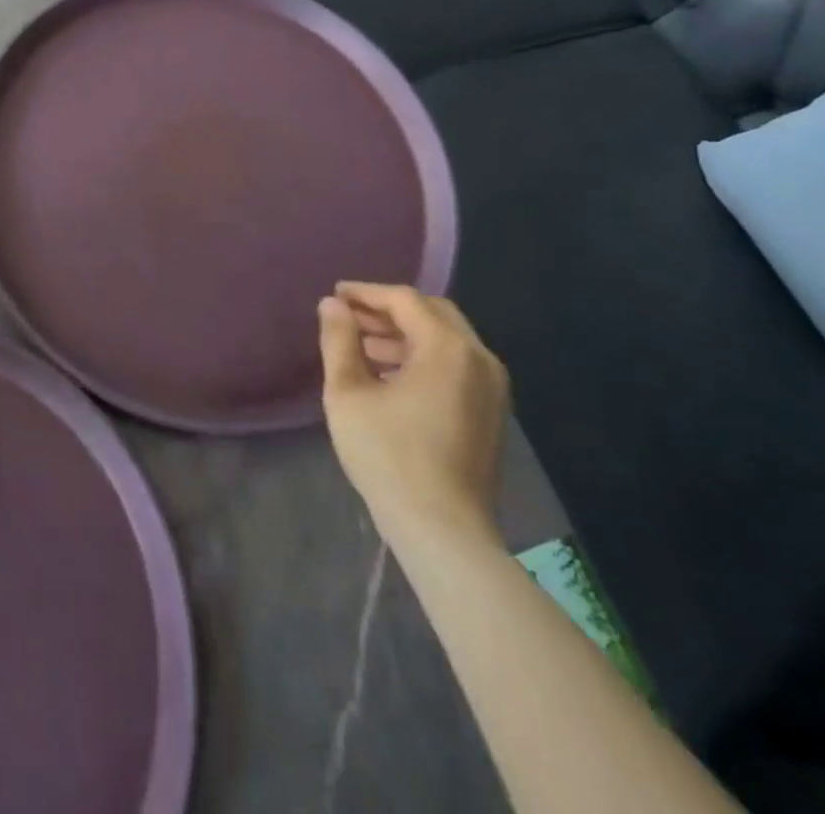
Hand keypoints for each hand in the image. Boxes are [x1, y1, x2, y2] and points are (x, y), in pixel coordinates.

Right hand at [319, 282, 510, 554]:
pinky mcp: (492, 413)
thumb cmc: (389, 456)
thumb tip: (332, 305)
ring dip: (405, 335)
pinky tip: (390, 377)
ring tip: (363, 348)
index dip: (366, 293)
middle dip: (389, 310)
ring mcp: (492, 387)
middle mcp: (479, 358)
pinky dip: (424, 358)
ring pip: (446, 340)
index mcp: (448, 348)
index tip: (335, 296)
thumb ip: (339, 341)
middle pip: (432, 313)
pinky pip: (456, 365)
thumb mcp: (348, 393)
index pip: (404, 300)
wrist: (443, 531)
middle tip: (350, 318)